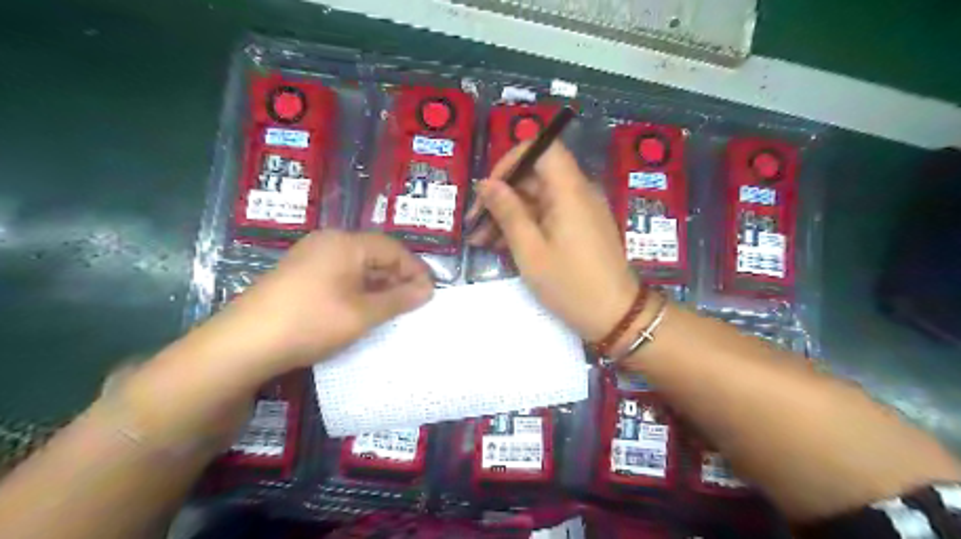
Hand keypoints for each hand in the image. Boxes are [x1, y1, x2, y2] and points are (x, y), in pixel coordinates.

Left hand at [214, 231, 433, 374]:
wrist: (243, 344)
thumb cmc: (312, 322)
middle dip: (397, 279)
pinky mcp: (298, 275)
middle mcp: (328, 243)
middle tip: (414, 304)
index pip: (393, 249)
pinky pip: (339, 276)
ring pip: (357, 267)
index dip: (415, 270)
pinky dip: (357, 290)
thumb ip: (399, 299)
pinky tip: (363, 311)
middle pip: (375, 255)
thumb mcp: (363, 314)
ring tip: (393, 310)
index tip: (429, 294)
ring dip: (378, 286)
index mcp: (346, 243)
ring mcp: (309, 258)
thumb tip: (427, 290)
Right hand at [468, 144, 635, 340]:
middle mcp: (578, 192)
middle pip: (535, 175)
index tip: (490, 188)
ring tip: (481, 241)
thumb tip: (486, 184)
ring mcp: (581, 211)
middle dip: (502, 195)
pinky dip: (526, 225)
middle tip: (475, 223)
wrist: (616, 316)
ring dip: (509, 214)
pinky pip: (549, 215)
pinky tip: (502, 246)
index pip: (542, 147)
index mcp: (569, 190)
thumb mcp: (530, 250)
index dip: (512, 160)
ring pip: (538, 198)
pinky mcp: (580, 228)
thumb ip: (507, 212)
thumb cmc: (570, 284)